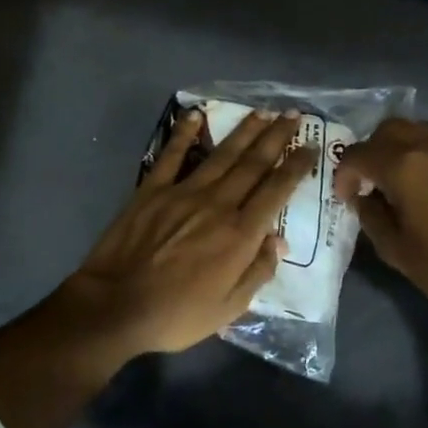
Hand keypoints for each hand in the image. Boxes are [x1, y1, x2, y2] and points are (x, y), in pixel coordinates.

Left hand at [58, 106, 317, 358]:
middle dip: (276, 137)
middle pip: (253, 163)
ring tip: (262, 112)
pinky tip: (195, 115)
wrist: (116, 307)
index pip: (276, 191)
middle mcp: (218, 204)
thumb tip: (279, 241)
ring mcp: (183, 192)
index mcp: (240, 233)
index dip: (296, 166)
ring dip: (244, 131)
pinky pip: (171, 155)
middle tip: (293, 115)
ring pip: (221, 154)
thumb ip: (257, 271)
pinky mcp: (152, 190)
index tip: (311, 148)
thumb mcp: (229, 308)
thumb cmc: (177, 314)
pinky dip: (184, 133)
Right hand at [335, 119, 427, 315]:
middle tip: (368, 180)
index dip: (344, 174)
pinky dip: (427, 159)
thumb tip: (362, 197)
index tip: (346, 197)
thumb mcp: (394, 249)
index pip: (358, 154)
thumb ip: (371, 215)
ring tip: (398, 179)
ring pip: (419, 131)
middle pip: (389, 129)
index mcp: (404, 167)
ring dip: (400, 148)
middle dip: (371, 150)